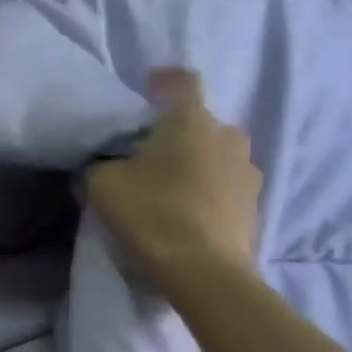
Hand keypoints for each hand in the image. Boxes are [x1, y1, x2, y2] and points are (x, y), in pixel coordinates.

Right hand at [85, 68, 261, 289]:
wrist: (203, 271)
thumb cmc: (152, 213)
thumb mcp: (102, 185)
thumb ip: (98, 164)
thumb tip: (100, 162)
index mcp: (191, 121)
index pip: (183, 81)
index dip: (164, 80)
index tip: (148, 88)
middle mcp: (227, 135)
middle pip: (199, 122)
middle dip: (176, 131)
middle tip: (148, 152)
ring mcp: (247, 170)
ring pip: (216, 154)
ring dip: (195, 162)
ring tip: (169, 185)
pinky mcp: (254, 204)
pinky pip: (225, 185)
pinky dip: (207, 190)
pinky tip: (187, 212)